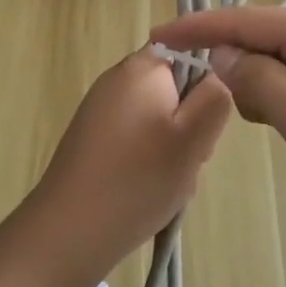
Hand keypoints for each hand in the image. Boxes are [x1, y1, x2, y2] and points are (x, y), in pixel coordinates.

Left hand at [23, 48, 232, 286]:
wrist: (69, 232)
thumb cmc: (138, 179)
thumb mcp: (194, 137)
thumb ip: (215, 97)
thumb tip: (216, 77)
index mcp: (141, 68)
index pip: (189, 54)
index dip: (205, 87)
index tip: (203, 124)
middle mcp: (117, 80)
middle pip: (174, 89)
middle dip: (190, 124)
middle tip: (188, 159)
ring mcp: (100, 111)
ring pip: (158, 120)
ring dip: (173, 148)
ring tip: (167, 182)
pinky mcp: (93, 140)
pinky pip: (137, 140)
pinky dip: (149, 162)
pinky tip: (146, 191)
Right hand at [151, 8, 285, 255]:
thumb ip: (257, 80)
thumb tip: (222, 54)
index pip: (246, 19)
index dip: (198, 27)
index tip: (155, 38)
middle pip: (262, 37)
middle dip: (225, 58)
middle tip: (189, 89)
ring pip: (279, 63)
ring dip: (252, 83)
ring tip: (240, 116)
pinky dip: (276, 100)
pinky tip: (274, 125)